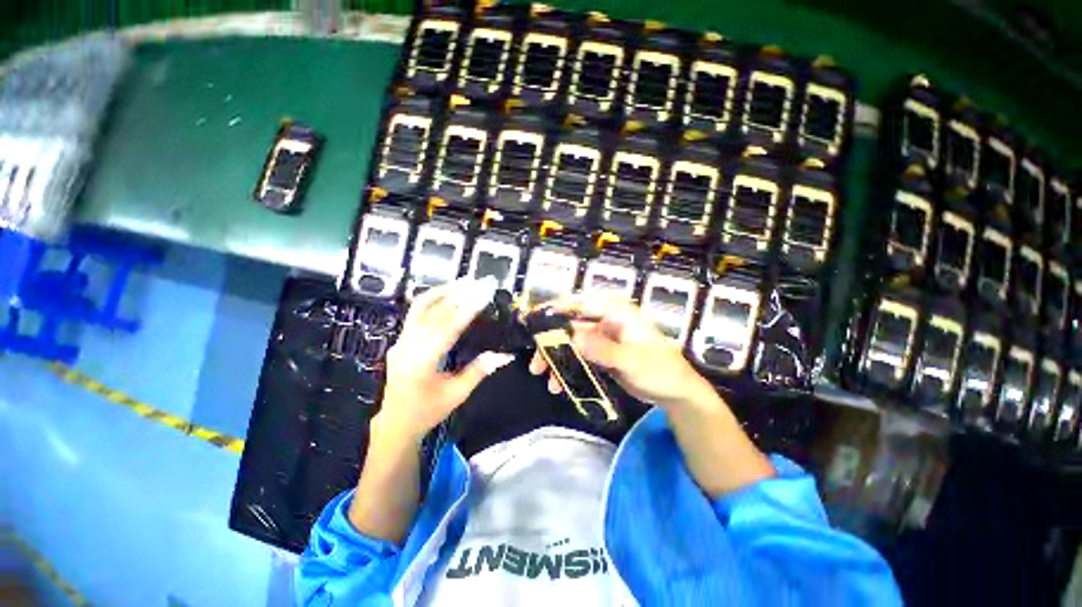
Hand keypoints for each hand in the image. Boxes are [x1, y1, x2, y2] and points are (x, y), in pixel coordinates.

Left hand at [379, 278, 514, 441]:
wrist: (395, 422)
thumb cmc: (427, 411)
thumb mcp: (457, 395)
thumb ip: (479, 371)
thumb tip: (504, 355)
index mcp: (421, 362)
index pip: (447, 328)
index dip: (468, 308)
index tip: (485, 294)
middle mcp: (407, 346)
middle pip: (432, 310)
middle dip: (458, 293)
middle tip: (479, 282)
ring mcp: (401, 340)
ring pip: (420, 307)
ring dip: (443, 291)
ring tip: (464, 282)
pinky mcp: (401, 339)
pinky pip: (417, 313)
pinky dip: (434, 300)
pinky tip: (449, 295)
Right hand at [528, 295, 714, 408]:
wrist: (676, 393)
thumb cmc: (660, 369)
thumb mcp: (632, 360)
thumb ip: (603, 349)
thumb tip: (573, 339)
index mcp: (616, 314)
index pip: (583, 303)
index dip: (559, 307)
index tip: (537, 318)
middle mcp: (606, 323)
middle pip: (572, 326)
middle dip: (551, 342)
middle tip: (536, 361)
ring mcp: (603, 340)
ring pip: (573, 344)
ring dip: (557, 359)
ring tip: (544, 377)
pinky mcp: (602, 356)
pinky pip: (580, 359)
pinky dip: (568, 369)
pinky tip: (560, 385)